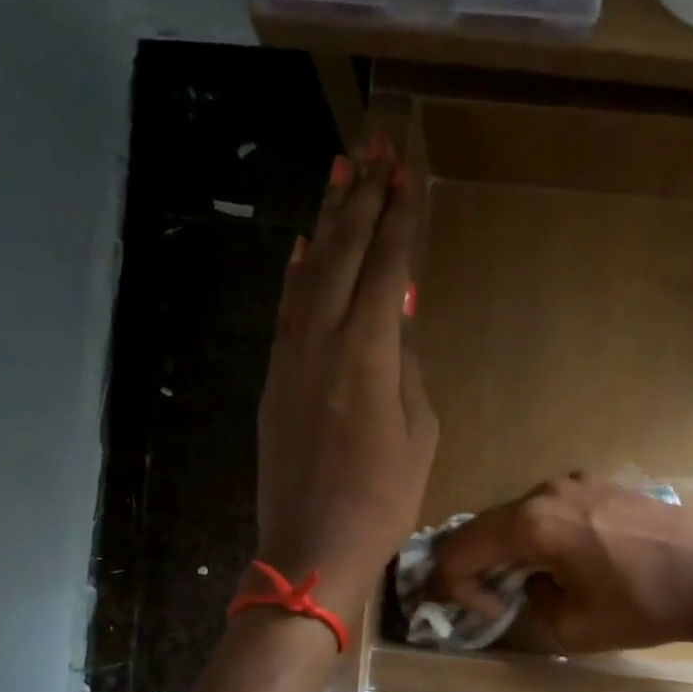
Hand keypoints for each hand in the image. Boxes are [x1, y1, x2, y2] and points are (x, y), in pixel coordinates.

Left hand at [255, 136, 437, 615]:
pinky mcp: (274, 377)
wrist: (312, 544)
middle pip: (340, 255)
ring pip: (307, 273)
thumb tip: (393, 325)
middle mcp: (320, 341)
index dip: (397, 220)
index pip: (383, 269)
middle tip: (373, 148)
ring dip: (325, 222)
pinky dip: (297, 271)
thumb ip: (407, 370)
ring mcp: (289, 357)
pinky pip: (286, 308)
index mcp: (365, 354)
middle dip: (360, 199)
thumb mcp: (418, 435)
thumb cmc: (382, 499)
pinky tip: (303, 247)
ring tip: (340, 175)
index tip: (405, 174)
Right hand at [429, 474, 692, 652]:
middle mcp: (545, 492)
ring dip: (513, 547)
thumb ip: (533, 602)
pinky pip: (554, 507)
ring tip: (534, 579)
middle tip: (493, 598)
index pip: (462, 550)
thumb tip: (533, 583)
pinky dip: (544, 532)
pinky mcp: (602, 482)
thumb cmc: (643, 605)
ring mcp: (575, 482)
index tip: (486, 613)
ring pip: (520, 514)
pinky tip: (570, 556)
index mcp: (530, 525)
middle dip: (479, 564)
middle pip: (486, 526)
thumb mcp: (573, 627)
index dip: (458, 586)